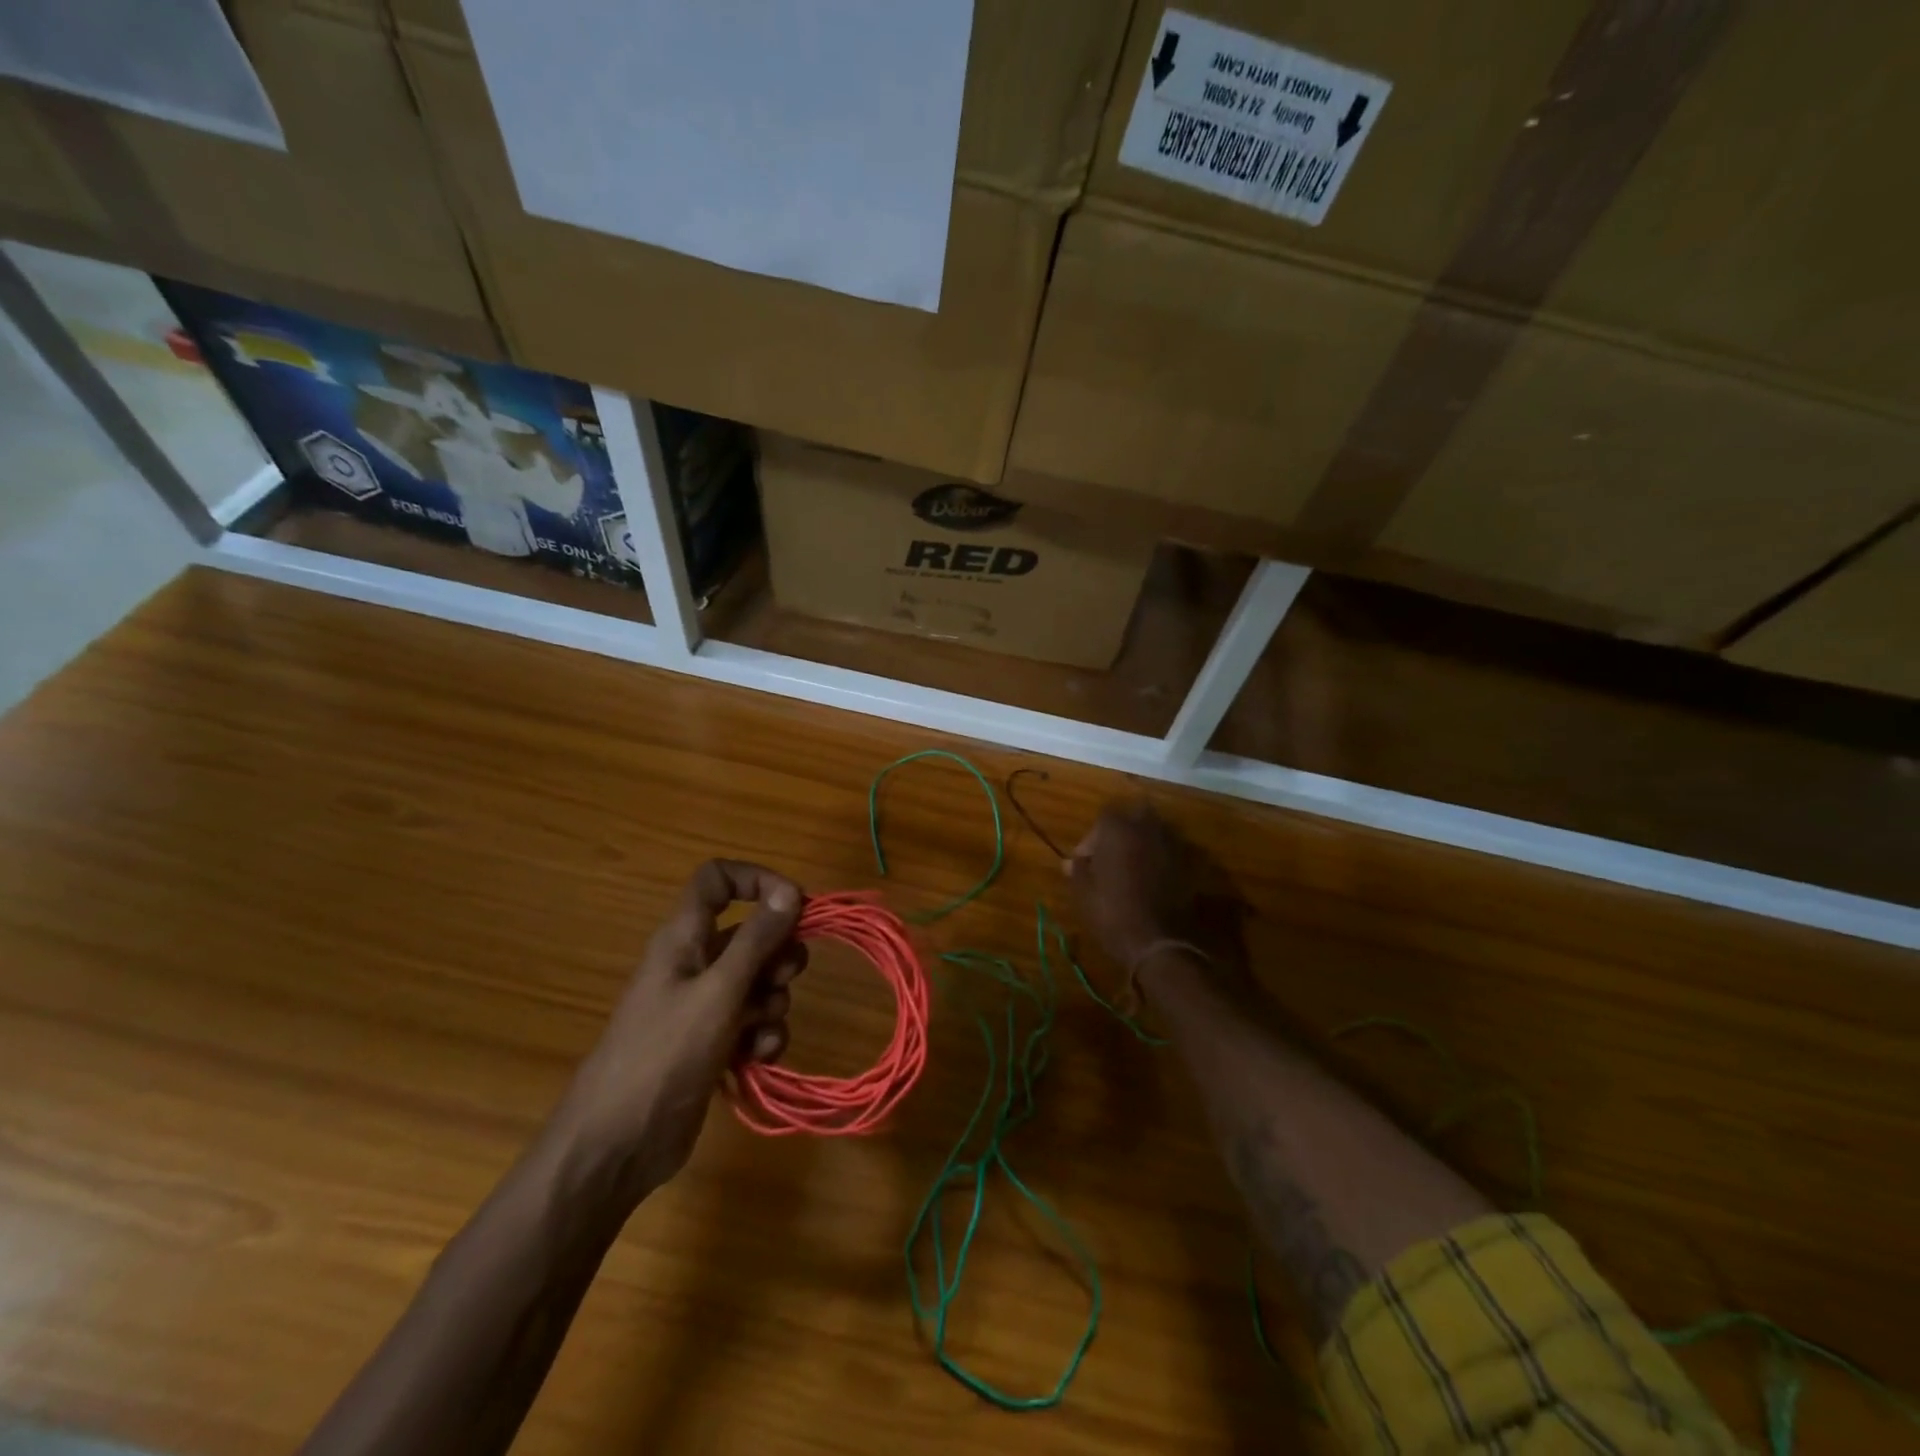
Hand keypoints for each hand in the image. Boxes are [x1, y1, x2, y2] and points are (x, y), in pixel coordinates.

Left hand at [552, 860, 805, 1195]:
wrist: (616, 1147)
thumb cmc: (663, 1056)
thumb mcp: (718, 992)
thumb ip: (756, 940)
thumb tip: (790, 890)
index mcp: (685, 937)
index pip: (718, 880)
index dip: (757, 881)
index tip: (795, 905)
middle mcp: (695, 963)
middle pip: (751, 934)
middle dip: (778, 955)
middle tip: (782, 979)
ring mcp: (703, 1005)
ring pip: (759, 982)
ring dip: (772, 1003)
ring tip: (759, 1033)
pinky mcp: (712, 1043)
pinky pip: (753, 1022)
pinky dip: (763, 1036)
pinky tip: (758, 1059)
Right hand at [1066, 801, 1245, 990]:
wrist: (1157, 942)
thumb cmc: (1112, 913)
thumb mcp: (1083, 892)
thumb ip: (1078, 869)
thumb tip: (1073, 861)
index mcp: (1118, 829)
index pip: (1104, 816)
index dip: (1092, 837)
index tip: (1085, 860)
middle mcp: (1147, 828)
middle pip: (1136, 814)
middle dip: (1123, 830)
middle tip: (1111, 855)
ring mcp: (1171, 845)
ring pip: (1157, 831)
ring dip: (1144, 842)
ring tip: (1131, 867)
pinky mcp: (1188, 865)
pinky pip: (1170, 851)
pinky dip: (1160, 858)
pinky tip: (1150, 880)